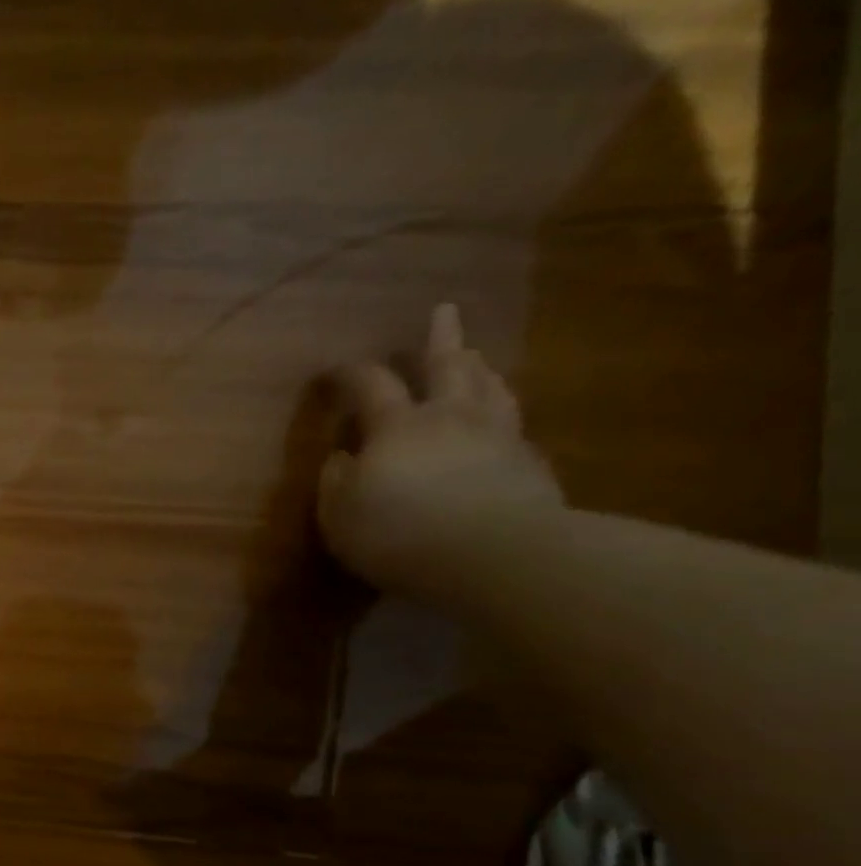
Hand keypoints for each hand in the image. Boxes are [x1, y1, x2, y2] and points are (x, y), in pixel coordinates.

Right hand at [318, 304, 563, 596]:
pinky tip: (502, 424)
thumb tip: (340, 458)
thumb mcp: (340, 514)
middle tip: (443, 311)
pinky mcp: (530, 465)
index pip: (371, 386)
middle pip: (447, 367)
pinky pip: (514, 427)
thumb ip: (335, 482)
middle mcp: (450, 418)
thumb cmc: (398, 533)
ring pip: (489, 389)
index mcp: (397, 426)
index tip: (336, 370)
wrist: (493, 555)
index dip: (352, 374)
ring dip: (478, 369)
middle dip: (440, 339)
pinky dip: (503, 416)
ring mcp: (497, 437)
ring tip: (475, 358)